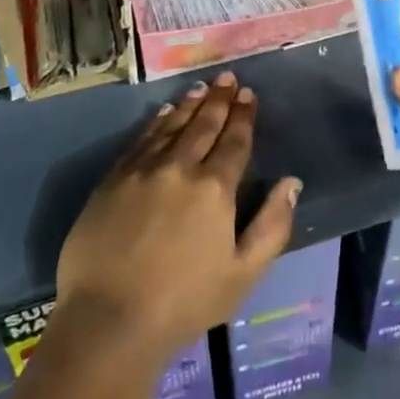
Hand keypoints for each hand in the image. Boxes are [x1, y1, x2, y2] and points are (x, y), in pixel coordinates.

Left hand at [55, 72, 300, 359]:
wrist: (108, 320)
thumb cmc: (183, 303)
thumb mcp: (243, 274)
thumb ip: (272, 226)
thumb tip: (291, 183)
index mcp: (215, 189)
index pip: (234, 141)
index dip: (243, 116)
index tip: (249, 94)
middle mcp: (180, 168)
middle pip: (204, 125)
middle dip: (219, 100)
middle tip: (227, 78)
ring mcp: (143, 170)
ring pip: (172, 126)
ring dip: (190, 105)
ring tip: (202, 88)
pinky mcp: (113, 179)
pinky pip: (141, 140)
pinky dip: (156, 122)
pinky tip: (164, 113)